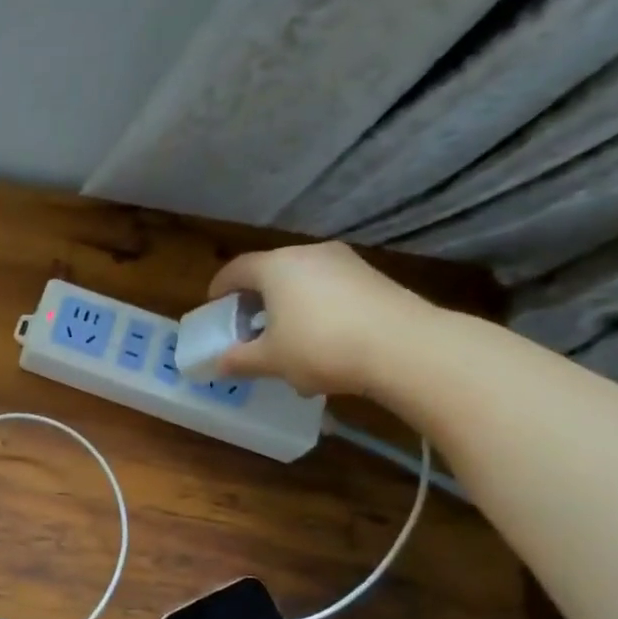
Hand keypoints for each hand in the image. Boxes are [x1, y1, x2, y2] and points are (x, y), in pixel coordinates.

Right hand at [208, 242, 433, 397]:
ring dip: (289, 307)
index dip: (220, 287)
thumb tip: (218, 364)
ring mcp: (346, 263)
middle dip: (256, 299)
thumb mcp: (271, 360)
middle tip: (248, 326)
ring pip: (304, 282)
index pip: (237, 269)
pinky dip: (317, 311)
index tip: (214, 305)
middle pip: (272, 272)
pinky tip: (322, 344)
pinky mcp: (373, 278)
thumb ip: (239, 360)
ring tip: (287, 340)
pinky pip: (331, 291)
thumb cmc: (320, 346)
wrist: (403, 346)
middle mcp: (309, 254)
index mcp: (276, 266)